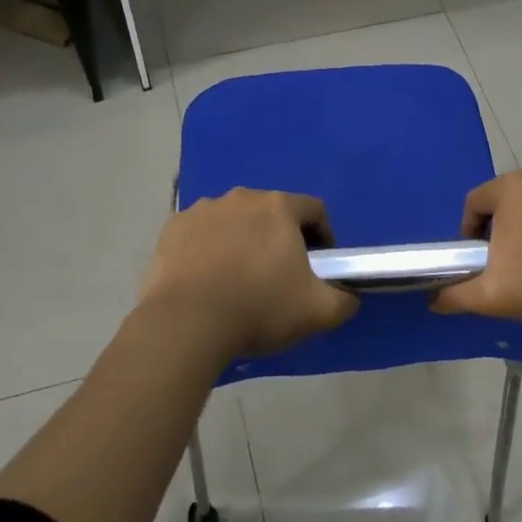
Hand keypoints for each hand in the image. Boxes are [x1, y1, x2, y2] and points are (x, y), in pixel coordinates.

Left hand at [140, 189, 358, 357]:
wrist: (187, 324)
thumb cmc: (260, 309)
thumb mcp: (319, 312)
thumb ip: (344, 300)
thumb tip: (349, 297)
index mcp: (279, 207)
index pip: (314, 210)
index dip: (324, 236)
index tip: (320, 265)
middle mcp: (241, 197)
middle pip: (271, 213)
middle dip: (280, 238)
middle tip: (280, 275)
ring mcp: (202, 210)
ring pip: (234, 221)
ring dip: (242, 241)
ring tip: (238, 279)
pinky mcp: (172, 229)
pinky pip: (200, 234)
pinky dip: (208, 249)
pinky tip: (207, 280)